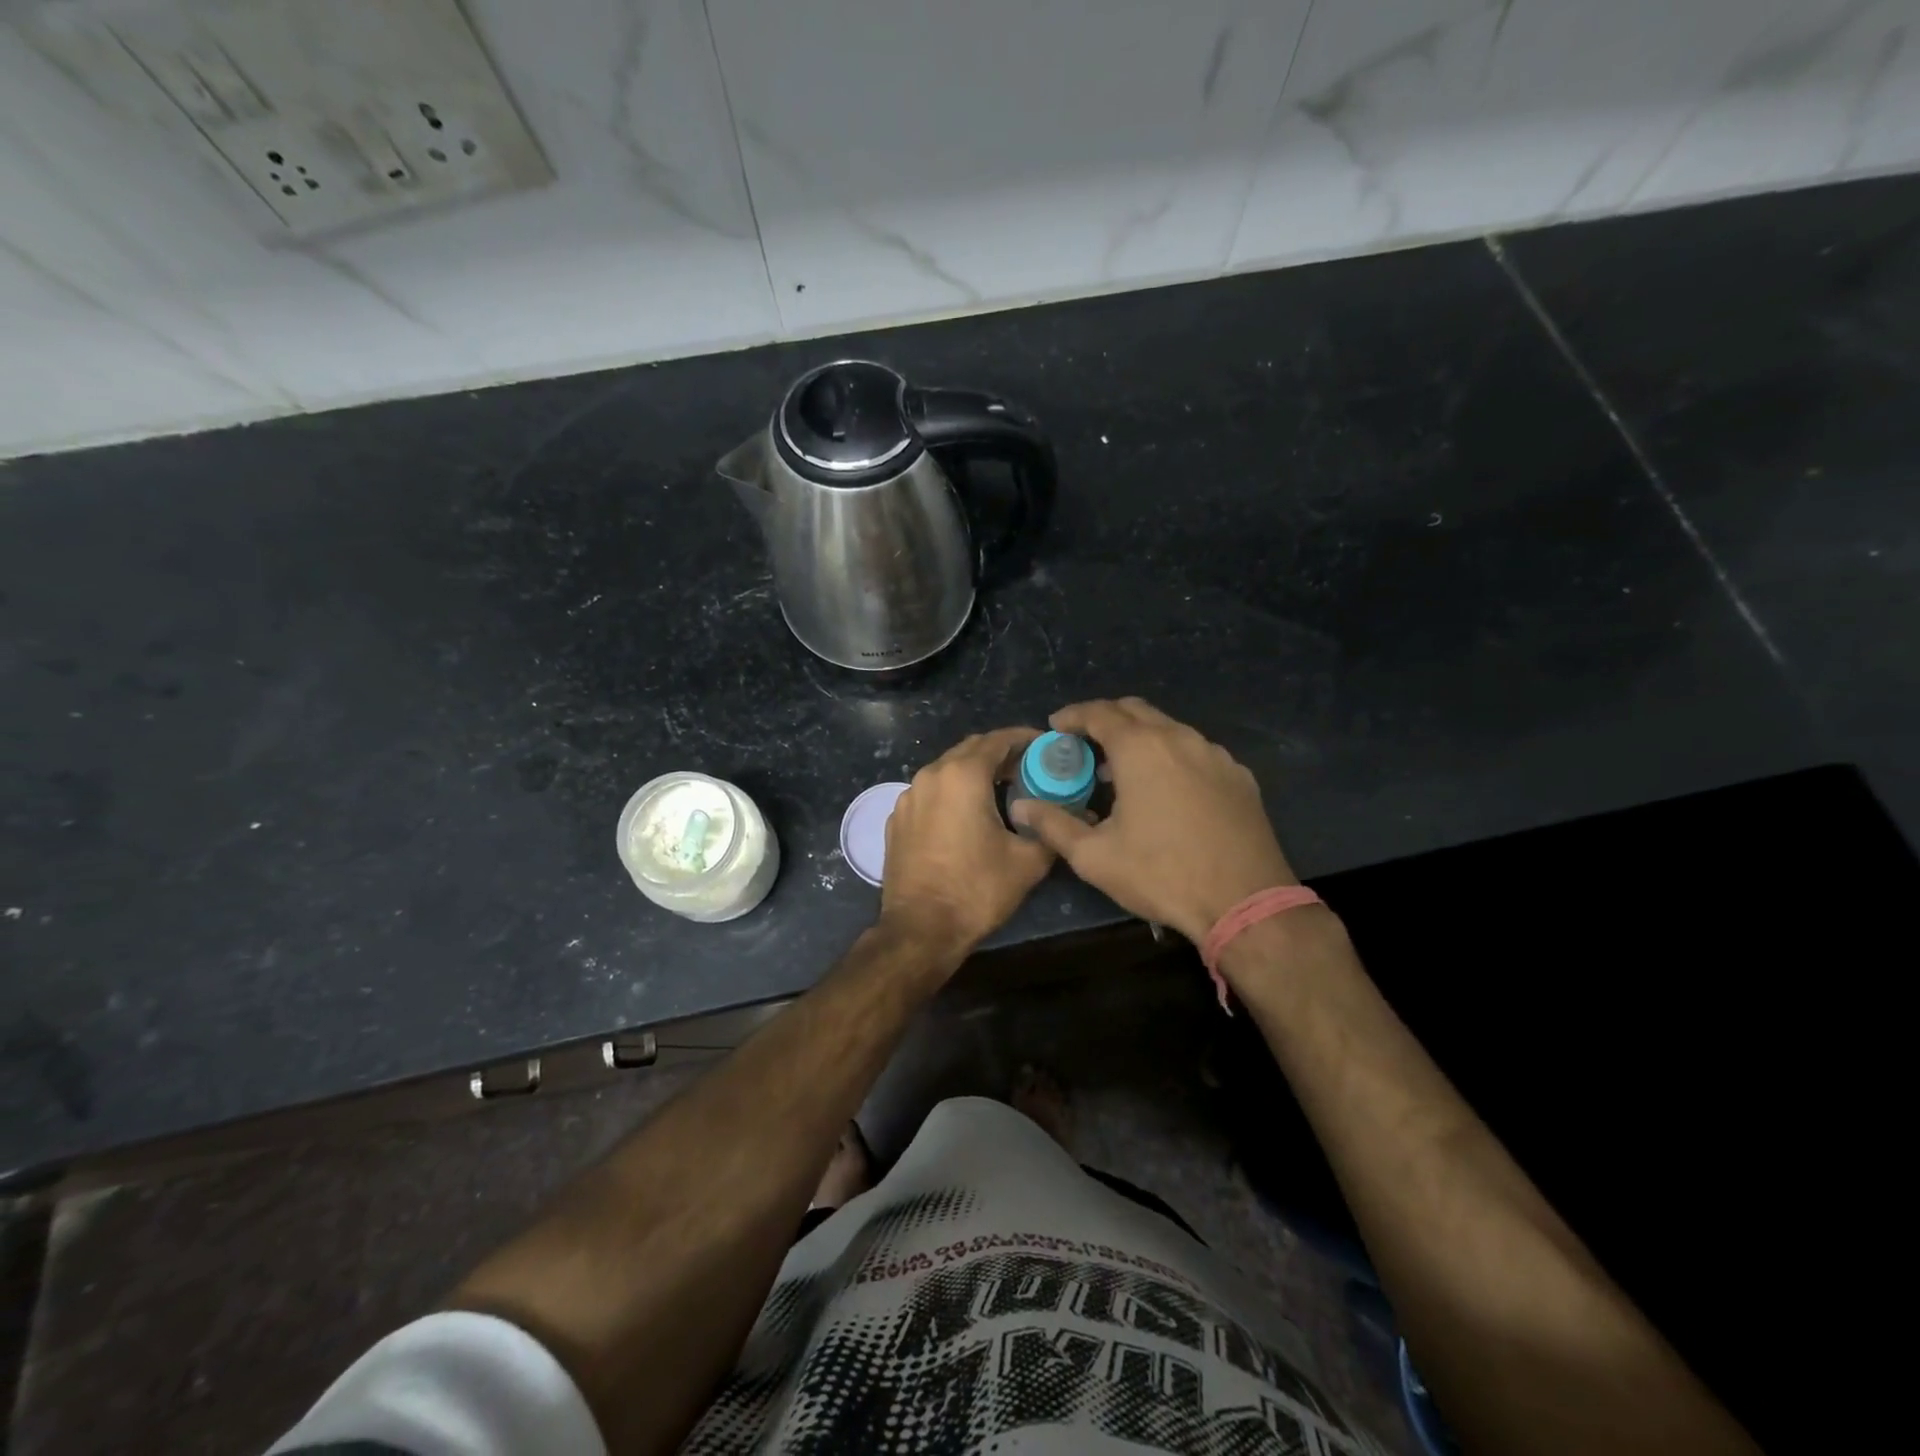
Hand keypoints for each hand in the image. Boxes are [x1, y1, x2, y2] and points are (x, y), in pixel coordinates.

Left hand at [880, 727, 1055, 957]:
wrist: (921, 929)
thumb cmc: (976, 890)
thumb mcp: (1028, 861)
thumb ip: (1050, 829)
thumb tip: (1067, 817)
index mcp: (962, 776)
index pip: (998, 740)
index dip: (1024, 738)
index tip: (1045, 744)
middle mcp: (931, 775)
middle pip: (970, 750)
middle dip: (999, 753)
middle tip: (1027, 768)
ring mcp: (908, 797)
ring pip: (946, 770)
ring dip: (974, 772)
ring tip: (1000, 789)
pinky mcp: (897, 819)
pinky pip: (930, 793)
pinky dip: (951, 792)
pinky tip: (966, 814)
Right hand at [1009, 698, 1296, 943]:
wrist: (1246, 902)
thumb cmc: (1162, 874)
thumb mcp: (1095, 857)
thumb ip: (1053, 825)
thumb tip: (1021, 807)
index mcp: (1141, 748)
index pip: (1099, 713)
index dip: (1073, 716)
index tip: (1055, 726)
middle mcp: (1180, 738)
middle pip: (1136, 710)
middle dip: (1105, 719)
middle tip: (1084, 742)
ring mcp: (1215, 754)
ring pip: (1169, 729)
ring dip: (1140, 738)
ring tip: (1121, 770)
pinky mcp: (1239, 776)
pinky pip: (1196, 752)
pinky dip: (1171, 757)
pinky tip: (1166, 790)